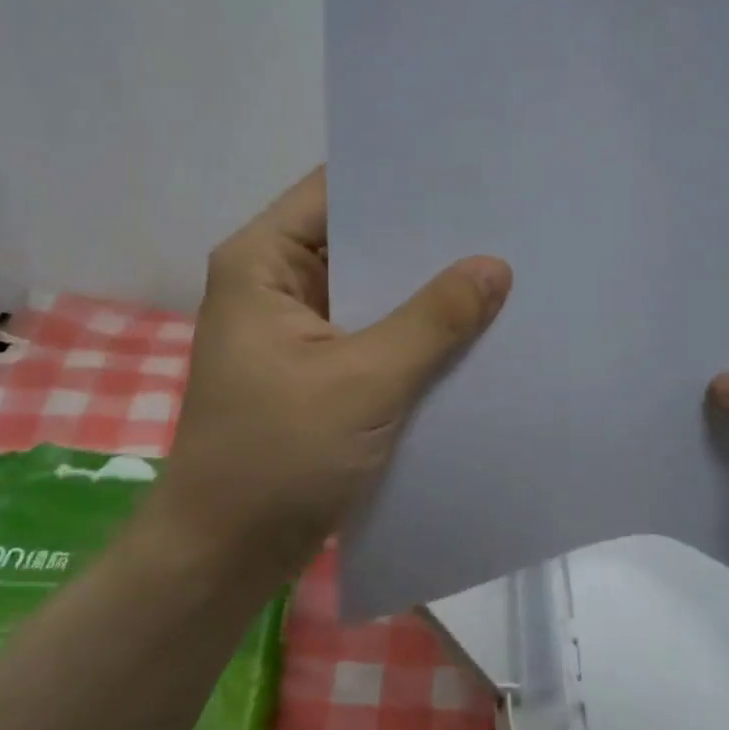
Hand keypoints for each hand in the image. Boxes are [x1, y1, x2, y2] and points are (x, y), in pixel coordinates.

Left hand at [146, 168, 510, 600]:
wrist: (226, 556)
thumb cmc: (277, 458)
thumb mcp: (364, 382)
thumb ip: (433, 321)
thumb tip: (495, 266)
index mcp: (263, 263)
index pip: (336, 191)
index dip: (399, 179)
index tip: (469, 173)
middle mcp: (276, 285)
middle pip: (357, 240)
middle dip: (424, 239)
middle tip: (502, 221)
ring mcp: (298, 332)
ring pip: (371, 293)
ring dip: (424, 290)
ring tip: (501, 267)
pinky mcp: (318, 374)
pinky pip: (375, 337)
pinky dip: (414, 334)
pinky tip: (472, 329)